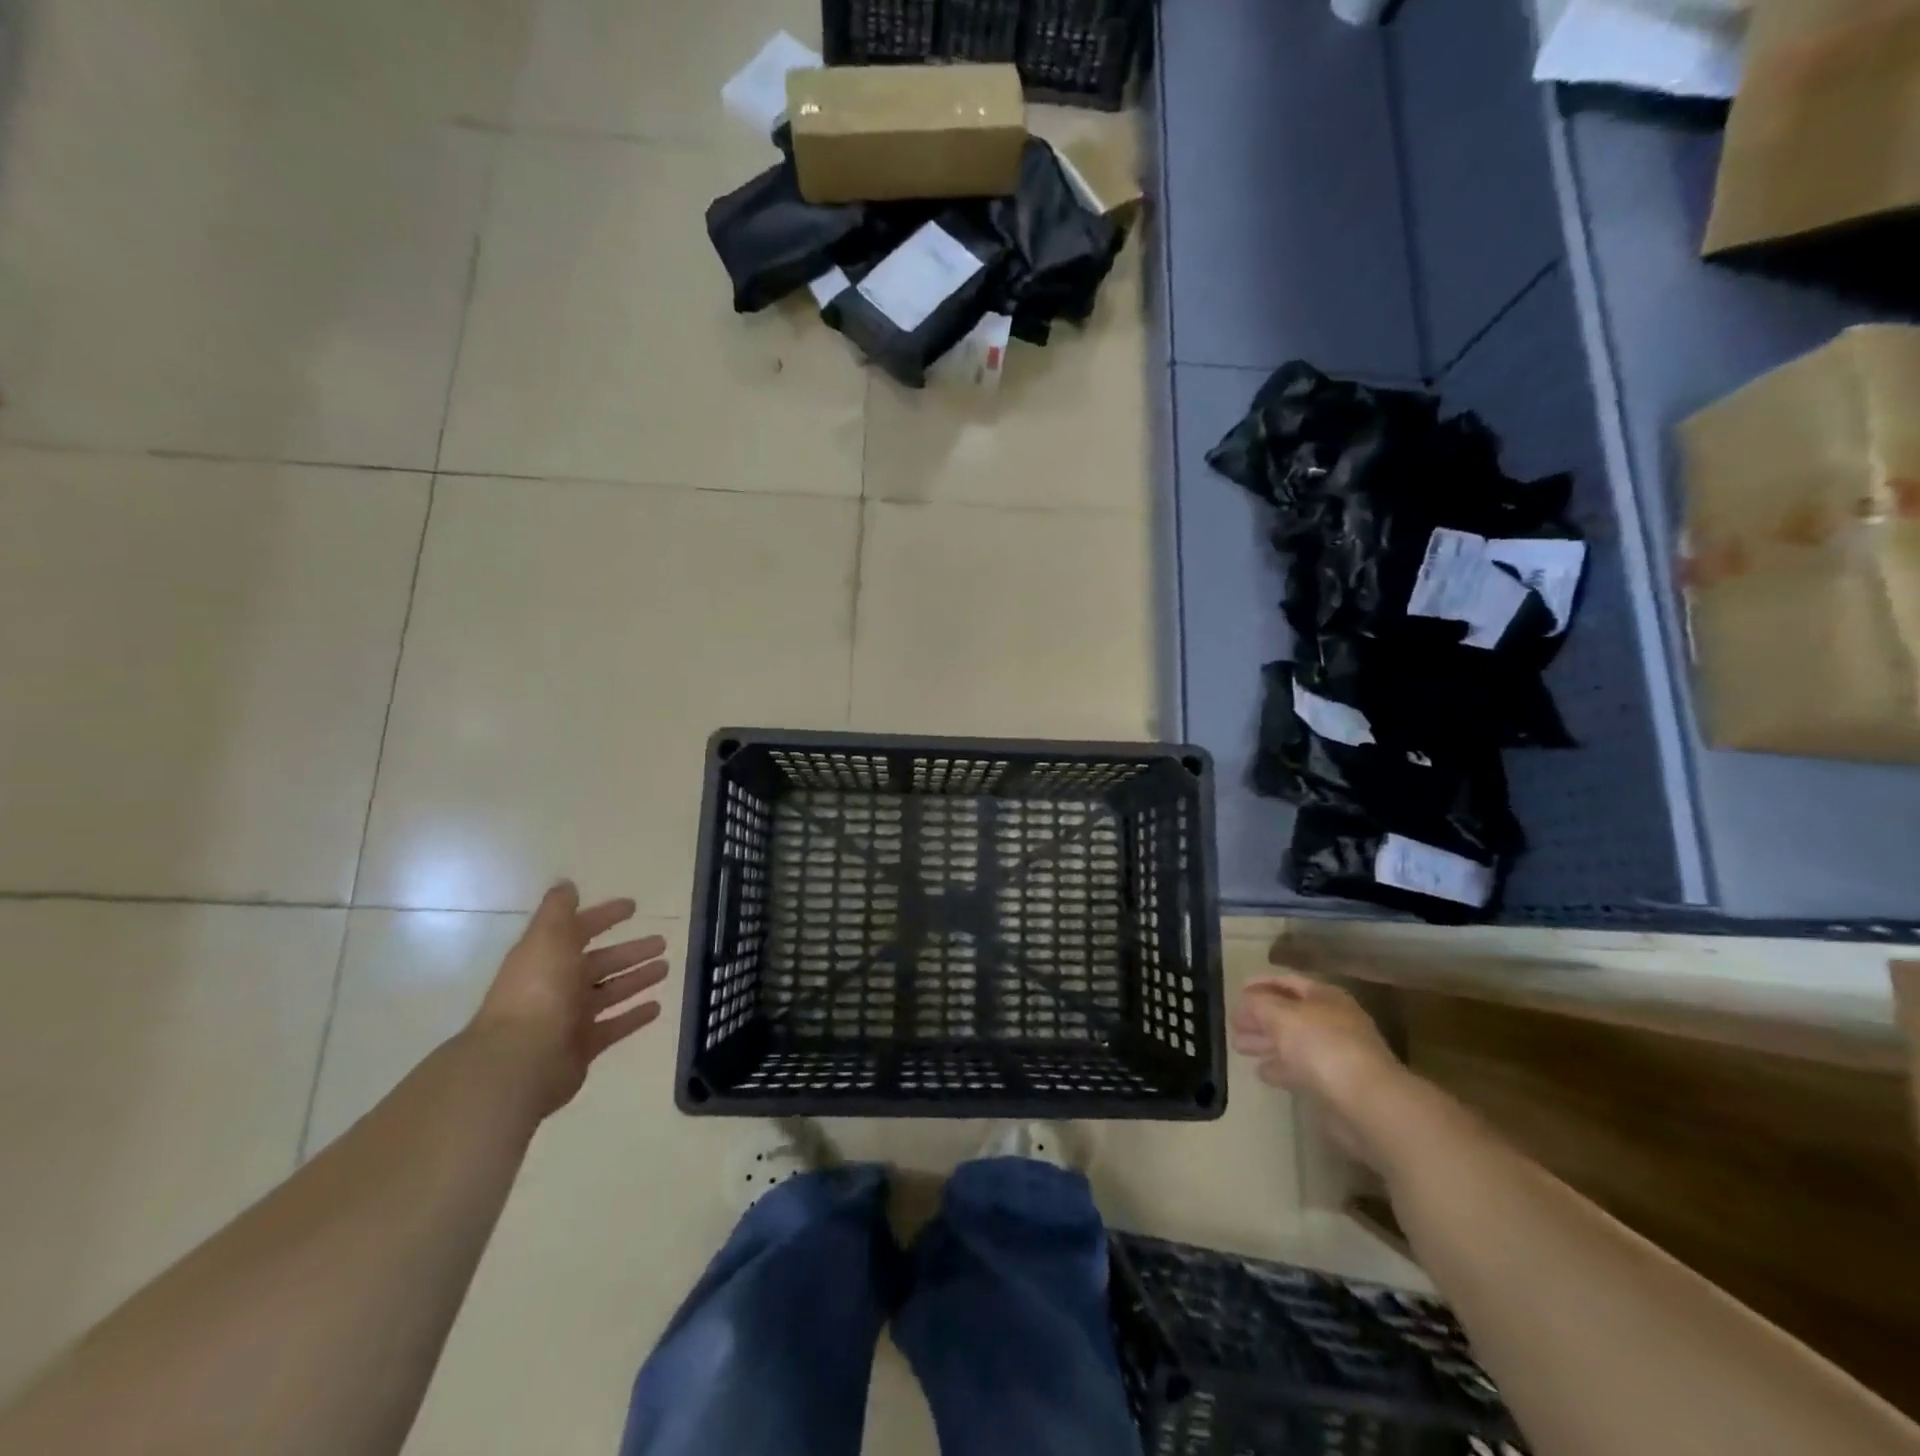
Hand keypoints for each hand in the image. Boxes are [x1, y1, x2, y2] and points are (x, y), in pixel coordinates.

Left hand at [470, 881, 670, 1116]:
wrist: (521, 1061)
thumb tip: (566, 884)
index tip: (633, 906)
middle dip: (630, 951)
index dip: (604, 916)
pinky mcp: (583, 1047)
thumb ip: (559, 911)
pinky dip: (634, 1016)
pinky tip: (657, 1007)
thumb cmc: (538, 991)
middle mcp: (558, 985)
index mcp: (548, 956)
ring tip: (665, 968)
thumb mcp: (547, 939)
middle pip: (600, 963)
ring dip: (636, 979)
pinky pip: (615, 1026)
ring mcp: (570, 1018)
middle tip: (661, 942)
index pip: (580, 929)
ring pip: (611, 992)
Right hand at [1231, 973, 1403, 1159]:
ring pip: (1293, 1043)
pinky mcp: (1335, 1086)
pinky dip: (1280, 1068)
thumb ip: (1259, 1005)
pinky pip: (1300, 1070)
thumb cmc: (1322, 1046)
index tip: (1238, 990)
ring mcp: (1336, 1055)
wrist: (1366, 1102)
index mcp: (1325, 997)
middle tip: (1233, 1024)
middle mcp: (1333, 1022)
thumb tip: (1246, 1002)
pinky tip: (1262, 1072)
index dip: (1262, 984)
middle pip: (1290, 1014)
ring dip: (1266, 1043)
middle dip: (1260, 1018)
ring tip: (1239, 1047)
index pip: (1289, 982)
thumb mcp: (1281, 1015)